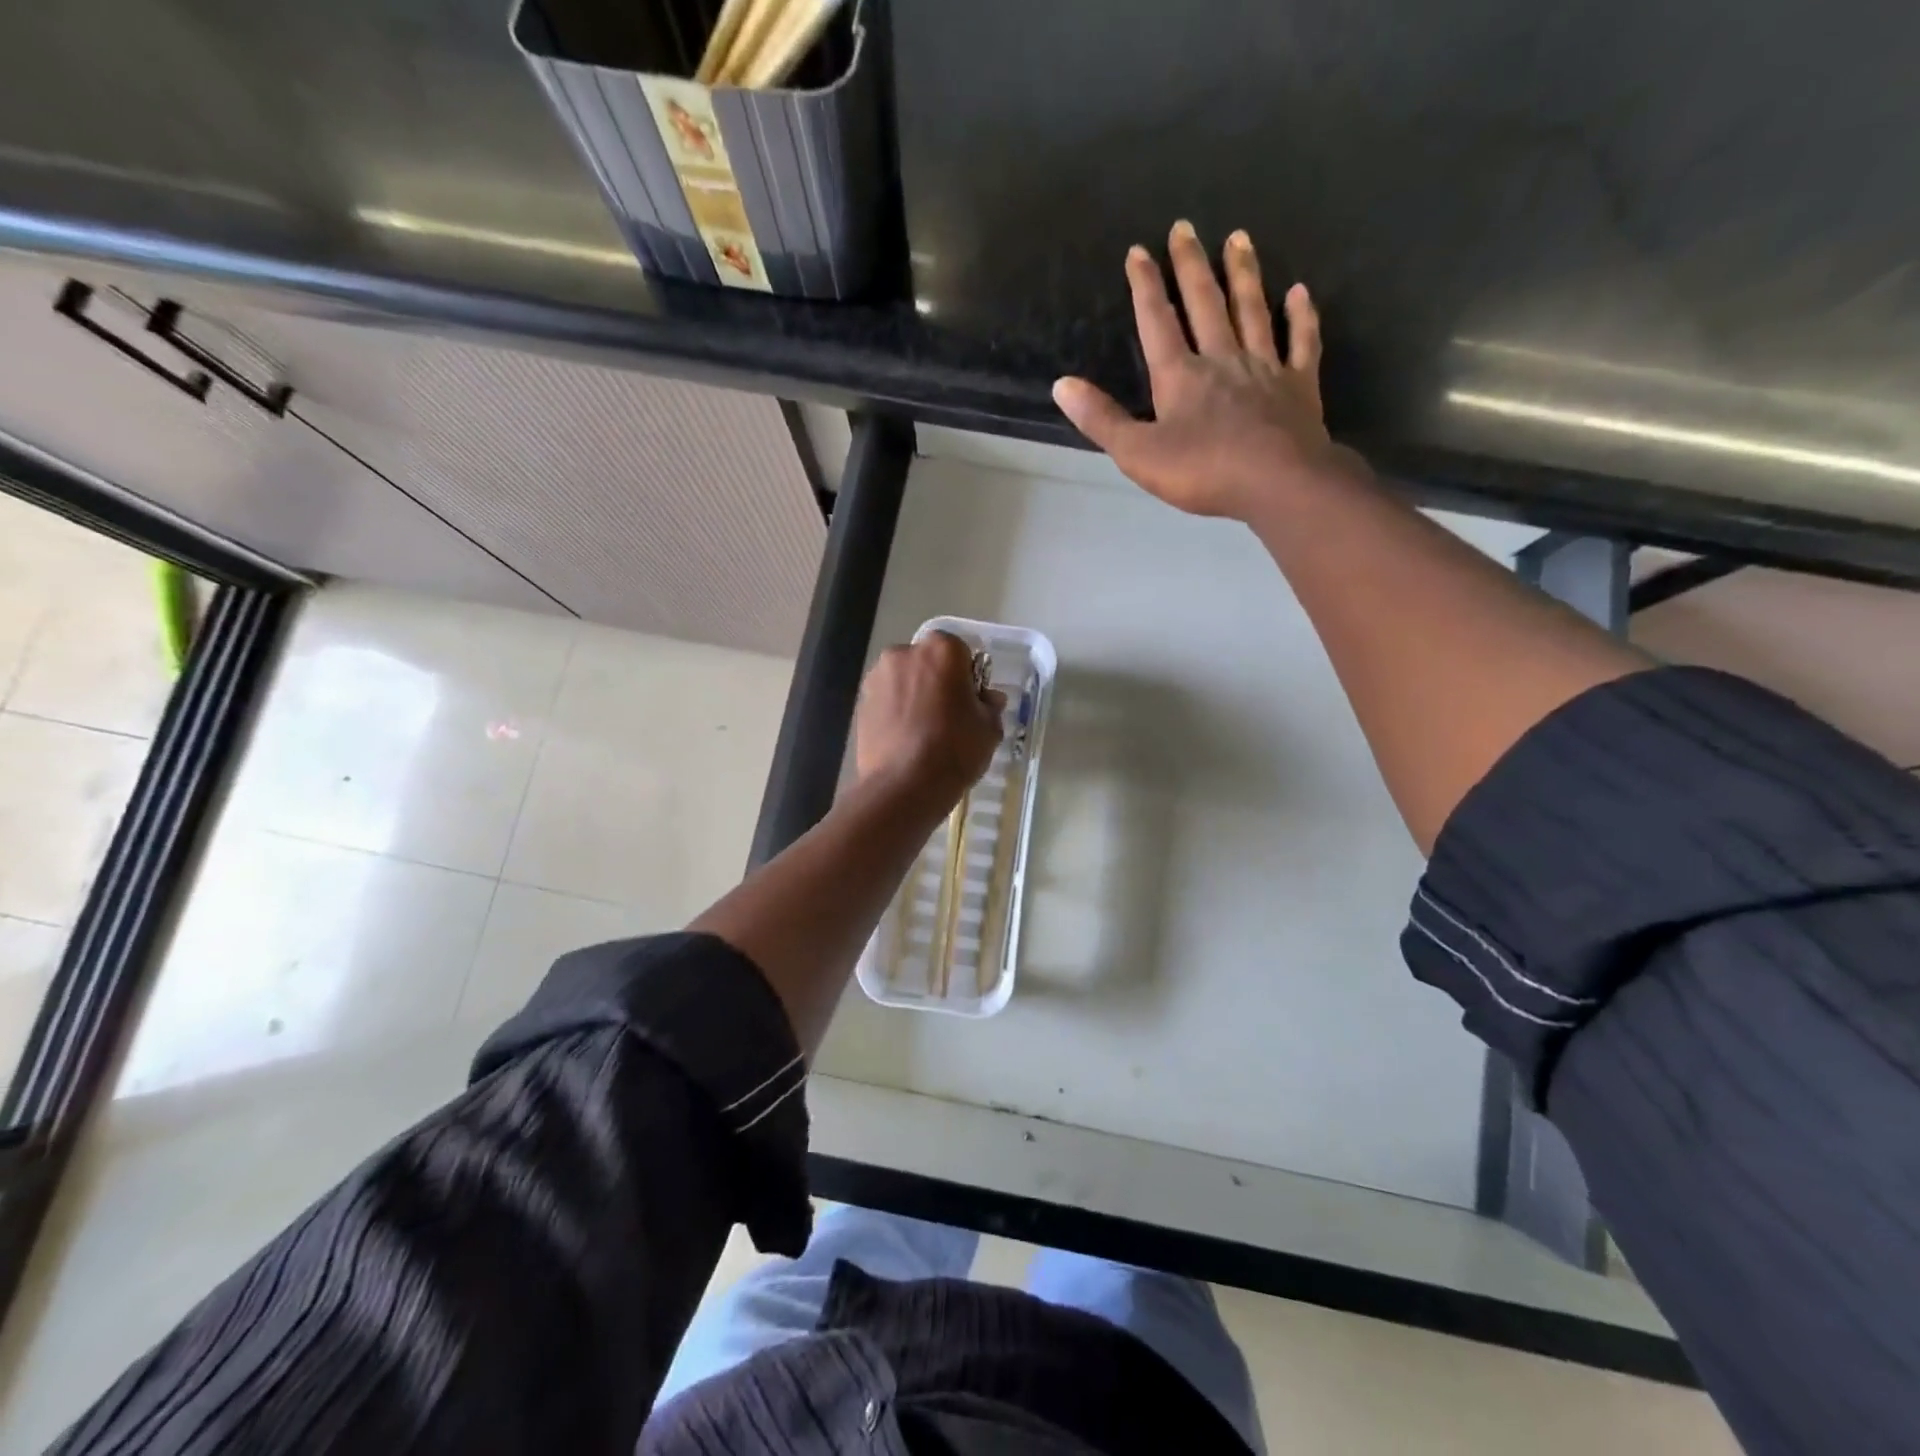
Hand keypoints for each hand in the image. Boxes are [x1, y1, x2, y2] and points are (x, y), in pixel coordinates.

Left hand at [854, 632, 1004, 808]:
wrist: (903, 786)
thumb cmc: (954, 749)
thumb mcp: (989, 729)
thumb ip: (990, 705)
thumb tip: (988, 698)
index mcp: (941, 650)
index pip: (960, 651)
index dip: (967, 676)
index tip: (970, 701)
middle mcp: (904, 653)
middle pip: (927, 662)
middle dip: (937, 681)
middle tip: (948, 716)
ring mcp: (877, 677)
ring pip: (903, 680)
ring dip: (913, 696)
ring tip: (924, 731)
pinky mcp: (860, 703)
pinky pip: (886, 700)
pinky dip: (895, 712)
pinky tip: (904, 739)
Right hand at [1052, 221, 1347, 523]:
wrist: (1277, 483)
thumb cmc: (1203, 471)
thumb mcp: (1138, 453)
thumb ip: (1101, 420)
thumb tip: (1062, 385)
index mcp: (1181, 375)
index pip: (1157, 322)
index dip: (1144, 286)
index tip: (1137, 251)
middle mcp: (1222, 358)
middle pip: (1206, 303)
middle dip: (1191, 265)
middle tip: (1185, 227)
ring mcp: (1265, 368)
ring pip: (1252, 311)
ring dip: (1243, 274)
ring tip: (1238, 238)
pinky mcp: (1299, 386)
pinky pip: (1301, 343)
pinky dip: (1300, 317)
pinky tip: (1299, 292)